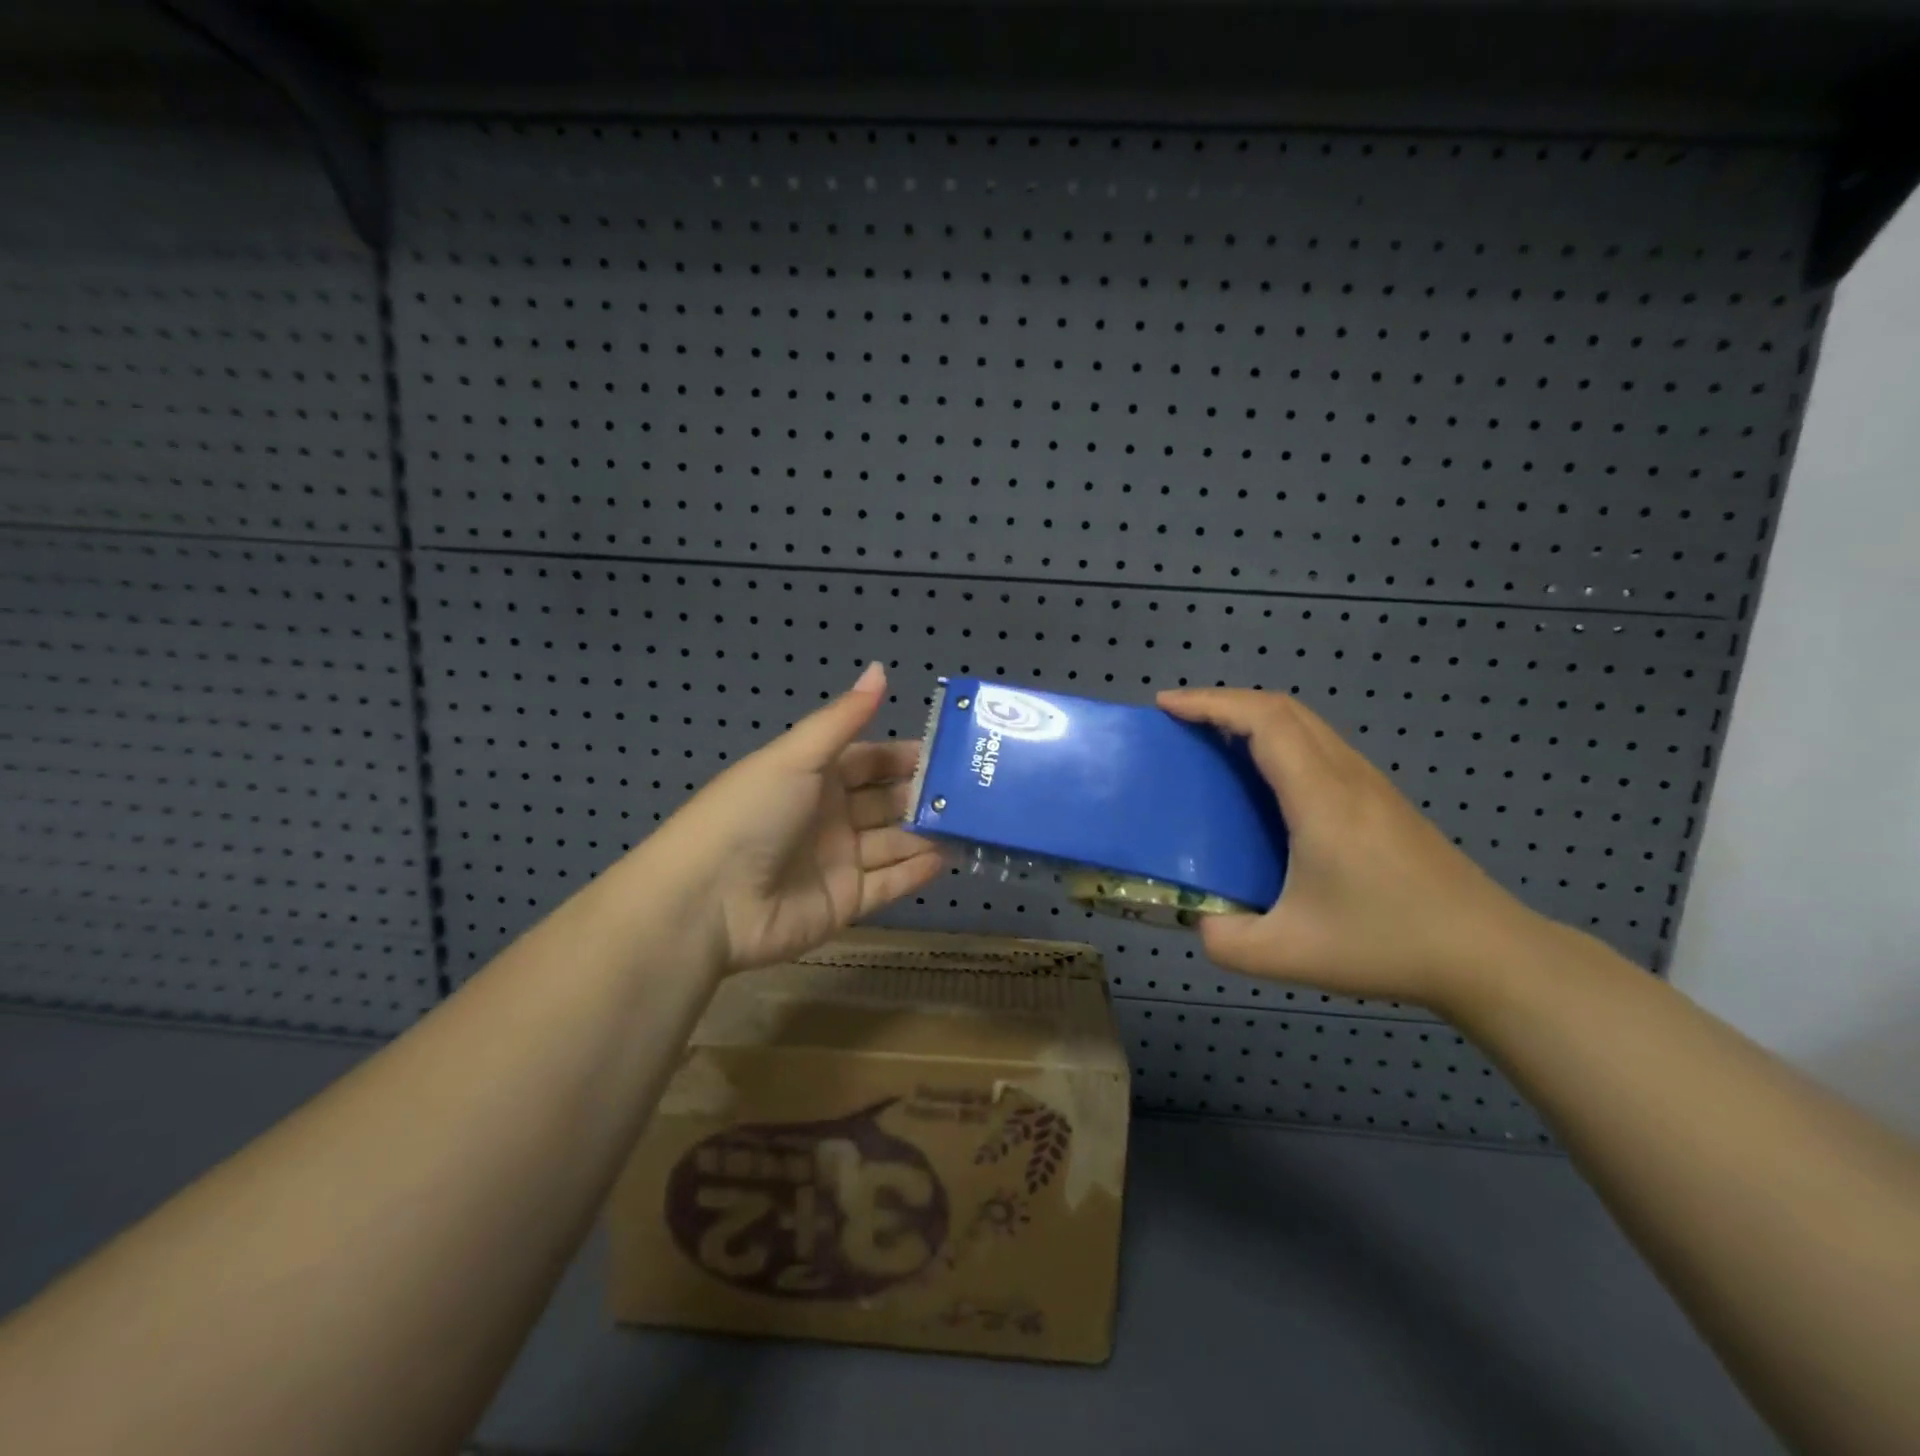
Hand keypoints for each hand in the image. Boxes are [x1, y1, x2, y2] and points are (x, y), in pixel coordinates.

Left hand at [652, 662, 944, 973]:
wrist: (708, 900)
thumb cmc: (752, 813)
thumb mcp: (797, 757)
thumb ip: (844, 718)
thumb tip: (880, 668)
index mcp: (814, 776)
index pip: (871, 760)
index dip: (906, 755)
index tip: (952, 751)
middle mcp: (829, 816)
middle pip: (886, 801)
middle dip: (924, 795)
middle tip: (975, 790)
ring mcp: (838, 861)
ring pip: (893, 843)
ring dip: (928, 833)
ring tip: (974, 824)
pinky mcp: (845, 903)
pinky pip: (888, 884)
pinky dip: (917, 872)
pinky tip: (950, 857)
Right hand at [1157, 687, 1549, 1010]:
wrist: (1487, 953)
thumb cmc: (1387, 943)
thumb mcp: (1290, 954)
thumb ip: (1227, 941)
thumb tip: (1199, 921)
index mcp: (1320, 798)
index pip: (1263, 722)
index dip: (1210, 704)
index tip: (1167, 706)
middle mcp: (1345, 776)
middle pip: (1283, 709)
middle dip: (1225, 701)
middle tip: (1181, 719)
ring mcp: (1369, 784)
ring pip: (1306, 723)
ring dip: (1254, 717)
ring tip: (1214, 739)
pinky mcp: (1381, 800)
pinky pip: (1320, 745)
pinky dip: (1279, 738)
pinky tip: (1265, 776)